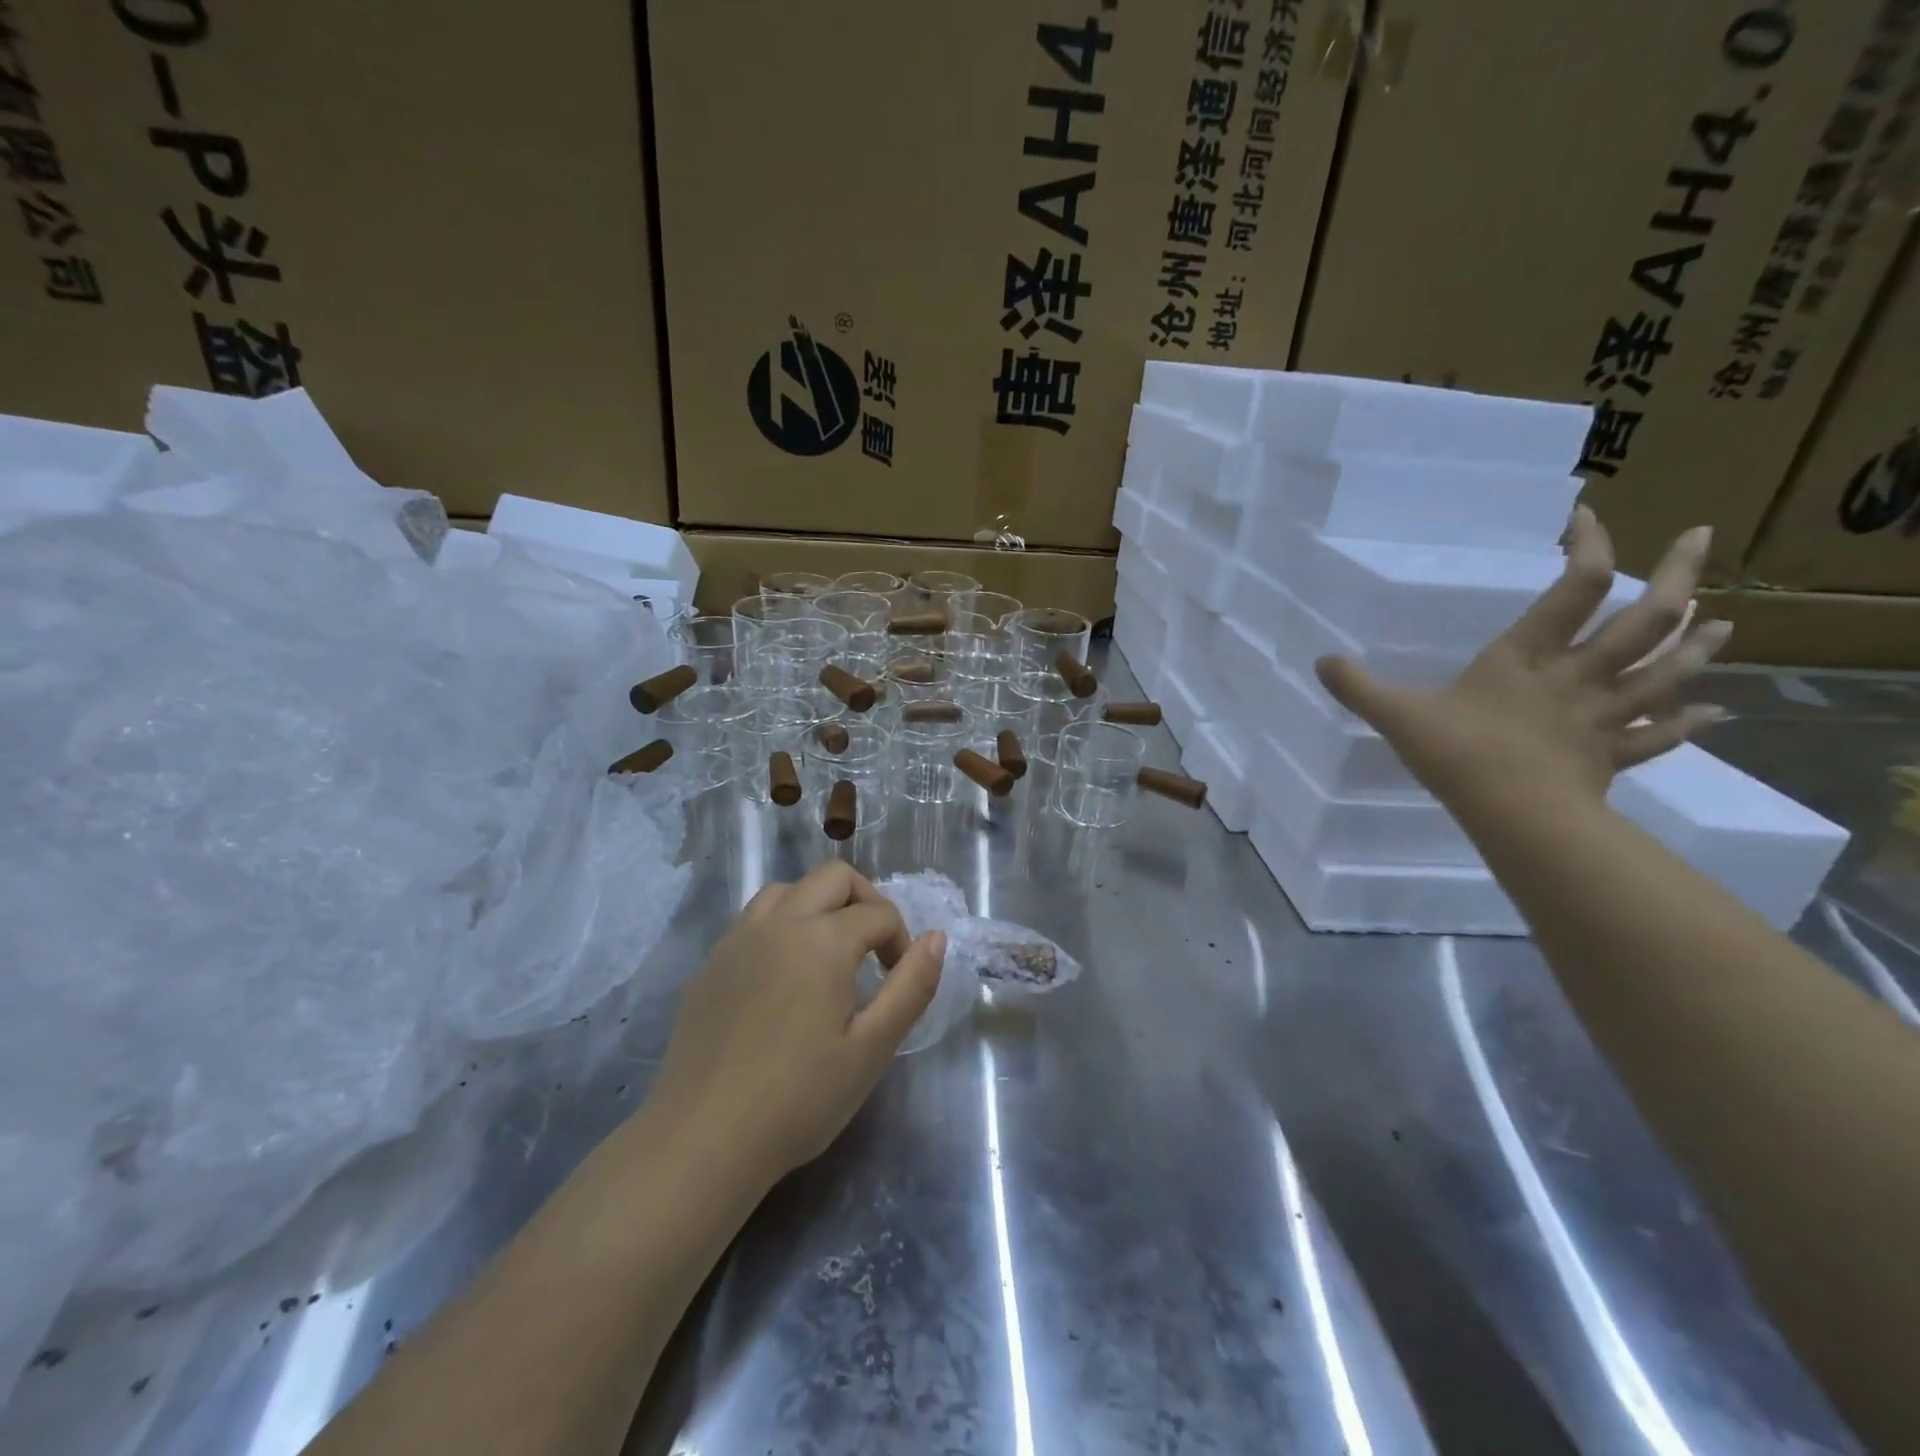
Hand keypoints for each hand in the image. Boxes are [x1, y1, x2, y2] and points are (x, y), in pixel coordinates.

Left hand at [647, 862, 944, 1184]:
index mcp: (823, 939)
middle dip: (865, 902)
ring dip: (819, 906)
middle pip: (833, 878)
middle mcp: (779, 922)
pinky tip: (783, 975)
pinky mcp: (711, 963)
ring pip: (788, 890)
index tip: (899, 981)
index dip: (901, 942)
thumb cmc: (800, 1098)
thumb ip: (911, 986)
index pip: (879, 914)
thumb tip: (937, 937)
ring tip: (828, 954)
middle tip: (873, 951)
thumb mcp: (872, 1048)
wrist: (704, 1139)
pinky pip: (754, 919)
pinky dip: (781, 925)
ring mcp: (738, 938)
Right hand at [1315, 508, 1730, 806]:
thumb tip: (1319, 662)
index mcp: (1526, 658)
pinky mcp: (1611, 754)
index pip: (1573, 589)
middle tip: (1699, 539)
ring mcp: (1601, 716)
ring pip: (1662, 672)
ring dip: (1696, 645)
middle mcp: (1576, 676)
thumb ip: (1359, 687)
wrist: (1516, 814)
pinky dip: (1687, 723)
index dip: (1589, 548)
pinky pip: (1658, 735)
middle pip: (1641, 621)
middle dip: (1675, 576)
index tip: (1588, 517)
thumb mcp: (1398, 715)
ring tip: (1725, 621)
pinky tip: (1715, 713)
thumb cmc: (1460, 754)